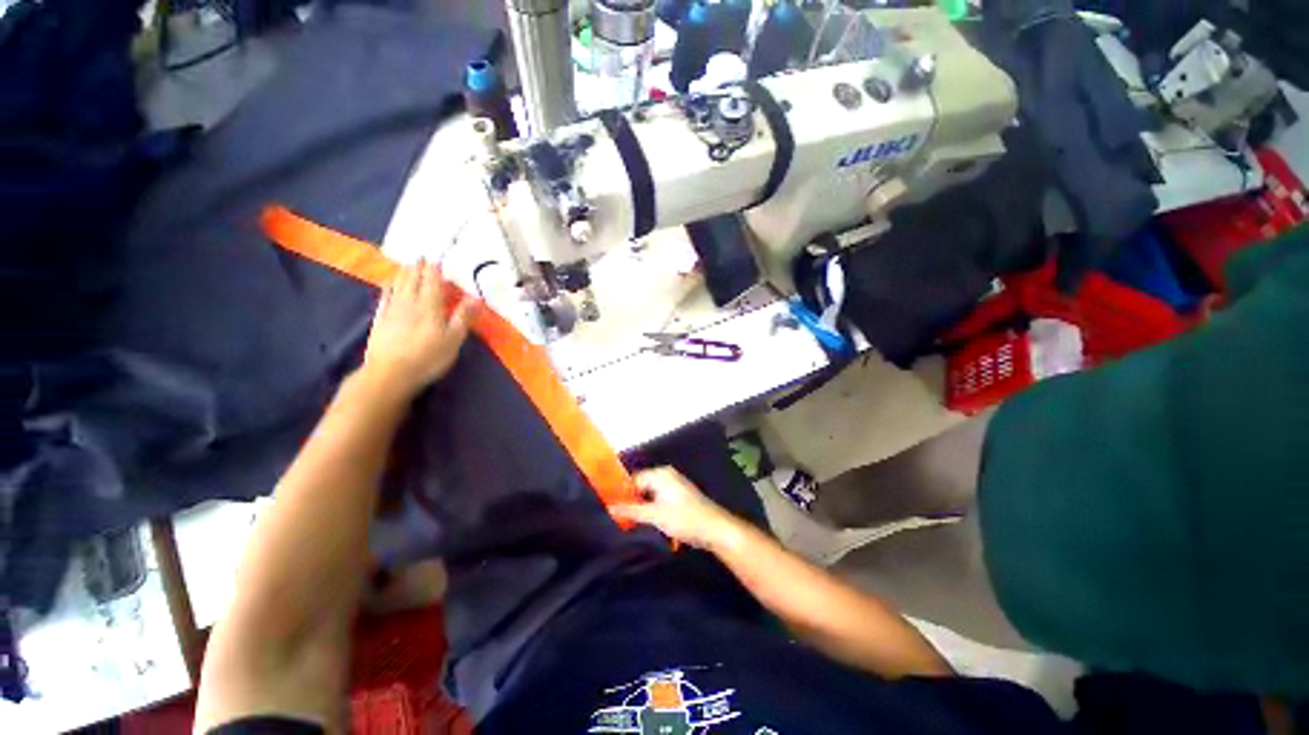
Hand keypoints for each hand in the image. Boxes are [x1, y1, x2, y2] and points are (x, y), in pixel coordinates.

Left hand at [361, 260, 476, 398]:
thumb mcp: (454, 338)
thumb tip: (476, 297)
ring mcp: (392, 311)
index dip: (435, 270)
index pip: (433, 282)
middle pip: (414, 281)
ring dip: (404, 274)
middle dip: (418, 268)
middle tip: (421, 256)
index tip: (436, 257)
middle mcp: (410, 303)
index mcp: (430, 306)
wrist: (390, 374)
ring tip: (407, 265)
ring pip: (398, 286)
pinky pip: (385, 298)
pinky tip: (388, 283)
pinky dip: (387, 288)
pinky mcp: (380, 321)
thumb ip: (464, 316)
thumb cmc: (428, 357)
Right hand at [610, 467, 742, 551]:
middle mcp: (666, 475)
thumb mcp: (654, 515)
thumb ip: (631, 511)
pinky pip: (659, 498)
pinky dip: (652, 508)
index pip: (633, 479)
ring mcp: (674, 484)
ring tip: (633, 522)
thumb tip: (610, 507)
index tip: (613, 510)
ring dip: (642, 507)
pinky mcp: (679, 496)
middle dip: (632, 501)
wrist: (714, 528)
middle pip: (641, 485)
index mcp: (660, 474)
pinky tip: (649, 522)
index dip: (623, 494)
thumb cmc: (684, 518)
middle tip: (621, 519)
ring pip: (650, 493)